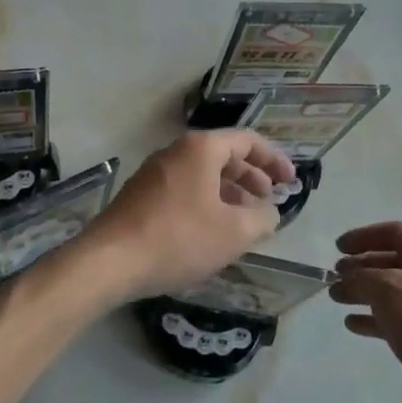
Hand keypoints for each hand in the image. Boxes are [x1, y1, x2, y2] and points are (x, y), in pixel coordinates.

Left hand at [80, 132, 295, 303]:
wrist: (110, 260)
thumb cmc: (179, 238)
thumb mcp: (234, 232)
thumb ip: (262, 218)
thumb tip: (269, 212)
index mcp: (200, 148)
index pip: (247, 141)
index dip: (274, 160)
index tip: (291, 182)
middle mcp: (176, 151)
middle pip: (223, 155)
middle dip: (252, 177)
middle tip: (269, 200)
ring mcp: (154, 172)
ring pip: (202, 174)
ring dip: (229, 193)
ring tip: (245, 220)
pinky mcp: (141, 195)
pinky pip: (184, 189)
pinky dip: (206, 202)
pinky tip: (211, 231)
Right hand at [331, 221, 401, 402]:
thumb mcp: (385, 289)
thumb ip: (360, 277)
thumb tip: (348, 278)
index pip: (394, 232)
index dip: (363, 236)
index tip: (338, 248)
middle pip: (391, 261)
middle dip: (360, 267)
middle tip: (334, 275)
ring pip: (391, 291)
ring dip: (362, 292)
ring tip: (336, 298)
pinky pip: (396, 318)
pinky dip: (373, 318)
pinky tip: (352, 324)